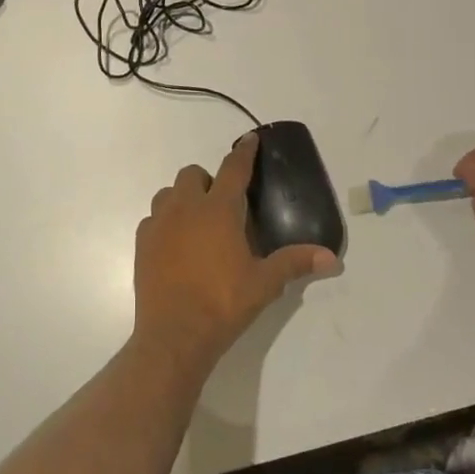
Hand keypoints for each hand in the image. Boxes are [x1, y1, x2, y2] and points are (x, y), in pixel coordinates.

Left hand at [132, 133, 339, 371]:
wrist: (174, 334)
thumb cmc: (223, 303)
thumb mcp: (265, 283)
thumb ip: (295, 263)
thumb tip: (332, 258)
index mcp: (218, 210)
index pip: (233, 169)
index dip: (244, 152)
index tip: (250, 139)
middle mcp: (186, 207)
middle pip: (194, 174)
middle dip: (208, 181)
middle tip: (222, 206)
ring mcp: (159, 223)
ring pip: (169, 193)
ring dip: (183, 198)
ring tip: (197, 223)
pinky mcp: (142, 242)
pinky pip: (153, 219)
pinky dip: (165, 223)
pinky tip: (176, 244)